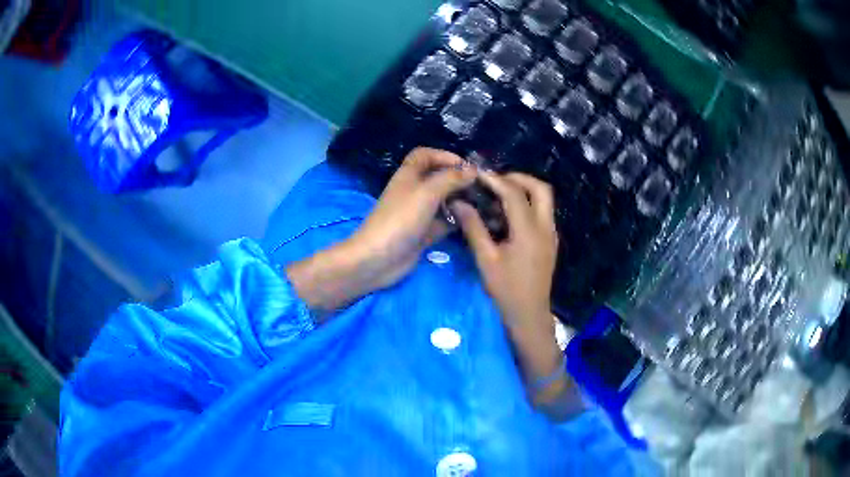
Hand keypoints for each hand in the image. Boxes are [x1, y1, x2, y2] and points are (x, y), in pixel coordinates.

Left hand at [287, 148, 475, 315]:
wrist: (378, 259)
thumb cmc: (400, 219)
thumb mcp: (427, 193)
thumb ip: (451, 179)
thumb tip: (473, 170)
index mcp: (409, 175)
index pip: (425, 155)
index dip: (444, 156)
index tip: (466, 166)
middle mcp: (414, 191)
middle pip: (438, 178)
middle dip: (458, 179)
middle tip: (482, 187)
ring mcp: (419, 213)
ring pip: (443, 201)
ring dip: (461, 200)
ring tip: (483, 204)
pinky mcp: (423, 233)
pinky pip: (444, 222)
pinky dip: (458, 221)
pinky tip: (475, 222)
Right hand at [450, 172, 561, 382]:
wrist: (529, 315)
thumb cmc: (506, 290)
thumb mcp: (486, 259)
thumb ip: (474, 228)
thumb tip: (459, 204)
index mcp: (529, 231)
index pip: (514, 194)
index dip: (496, 180)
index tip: (479, 174)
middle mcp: (545, 227)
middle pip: (541, 188)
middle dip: (519, 178)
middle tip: (496, 181)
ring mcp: (551, 234)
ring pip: (545, 200)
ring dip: (525, 190)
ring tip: (500, 195)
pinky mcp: (550, 242)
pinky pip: (543, 213)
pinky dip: (529, 204)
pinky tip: (509, 216)